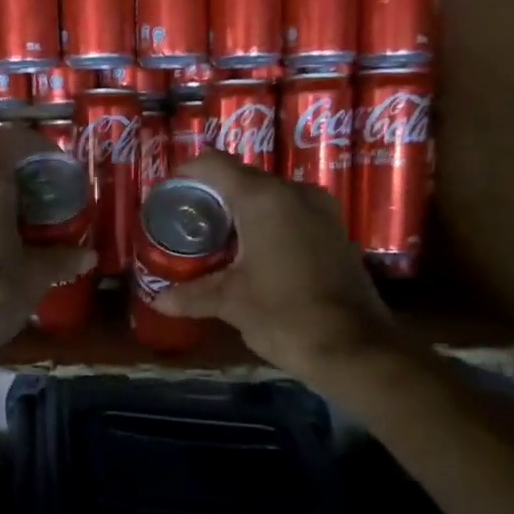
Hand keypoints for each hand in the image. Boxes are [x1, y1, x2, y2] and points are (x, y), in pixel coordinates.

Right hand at [151, 151, 394, 377]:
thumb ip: (192, 295)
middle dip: (211, 198)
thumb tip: (158, 300)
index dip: (186, 174)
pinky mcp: (335, 231)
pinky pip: (291, 214)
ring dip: (241, 213)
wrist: (355, 349)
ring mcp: (321, 210)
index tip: (168, 196)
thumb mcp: (231, 303)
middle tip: (186, 225)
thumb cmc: (285, 315)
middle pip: (242, 179)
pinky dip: (267, 226)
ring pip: (269, 197)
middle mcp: (295, 192)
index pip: (214, 164)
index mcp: (264, 199)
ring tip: (215, 242)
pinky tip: (252, 256)